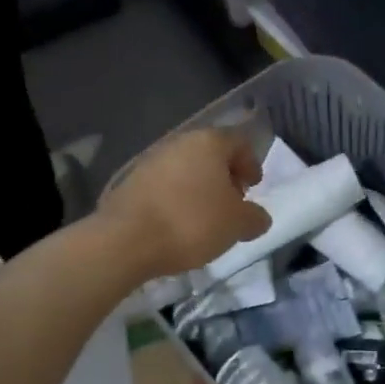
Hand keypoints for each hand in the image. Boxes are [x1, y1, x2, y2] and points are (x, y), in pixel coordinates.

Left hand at [97, 128, 272, 282]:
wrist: (125, 241)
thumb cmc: (192, 222)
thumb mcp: (237, 225)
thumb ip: (255, 217)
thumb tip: (258, 217)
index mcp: (209, 142)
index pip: (240, 142)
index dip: (251, 163)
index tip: (254, 186)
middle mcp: (179, 143)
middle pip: (211, 153)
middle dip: (225, 175)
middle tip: (233, 201)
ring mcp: (151, 160)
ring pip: (186, 168)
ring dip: (200, 187)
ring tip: (206, 216)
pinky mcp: (130, 182)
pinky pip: (165, 184)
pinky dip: (178, 197)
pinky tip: (179, 222)